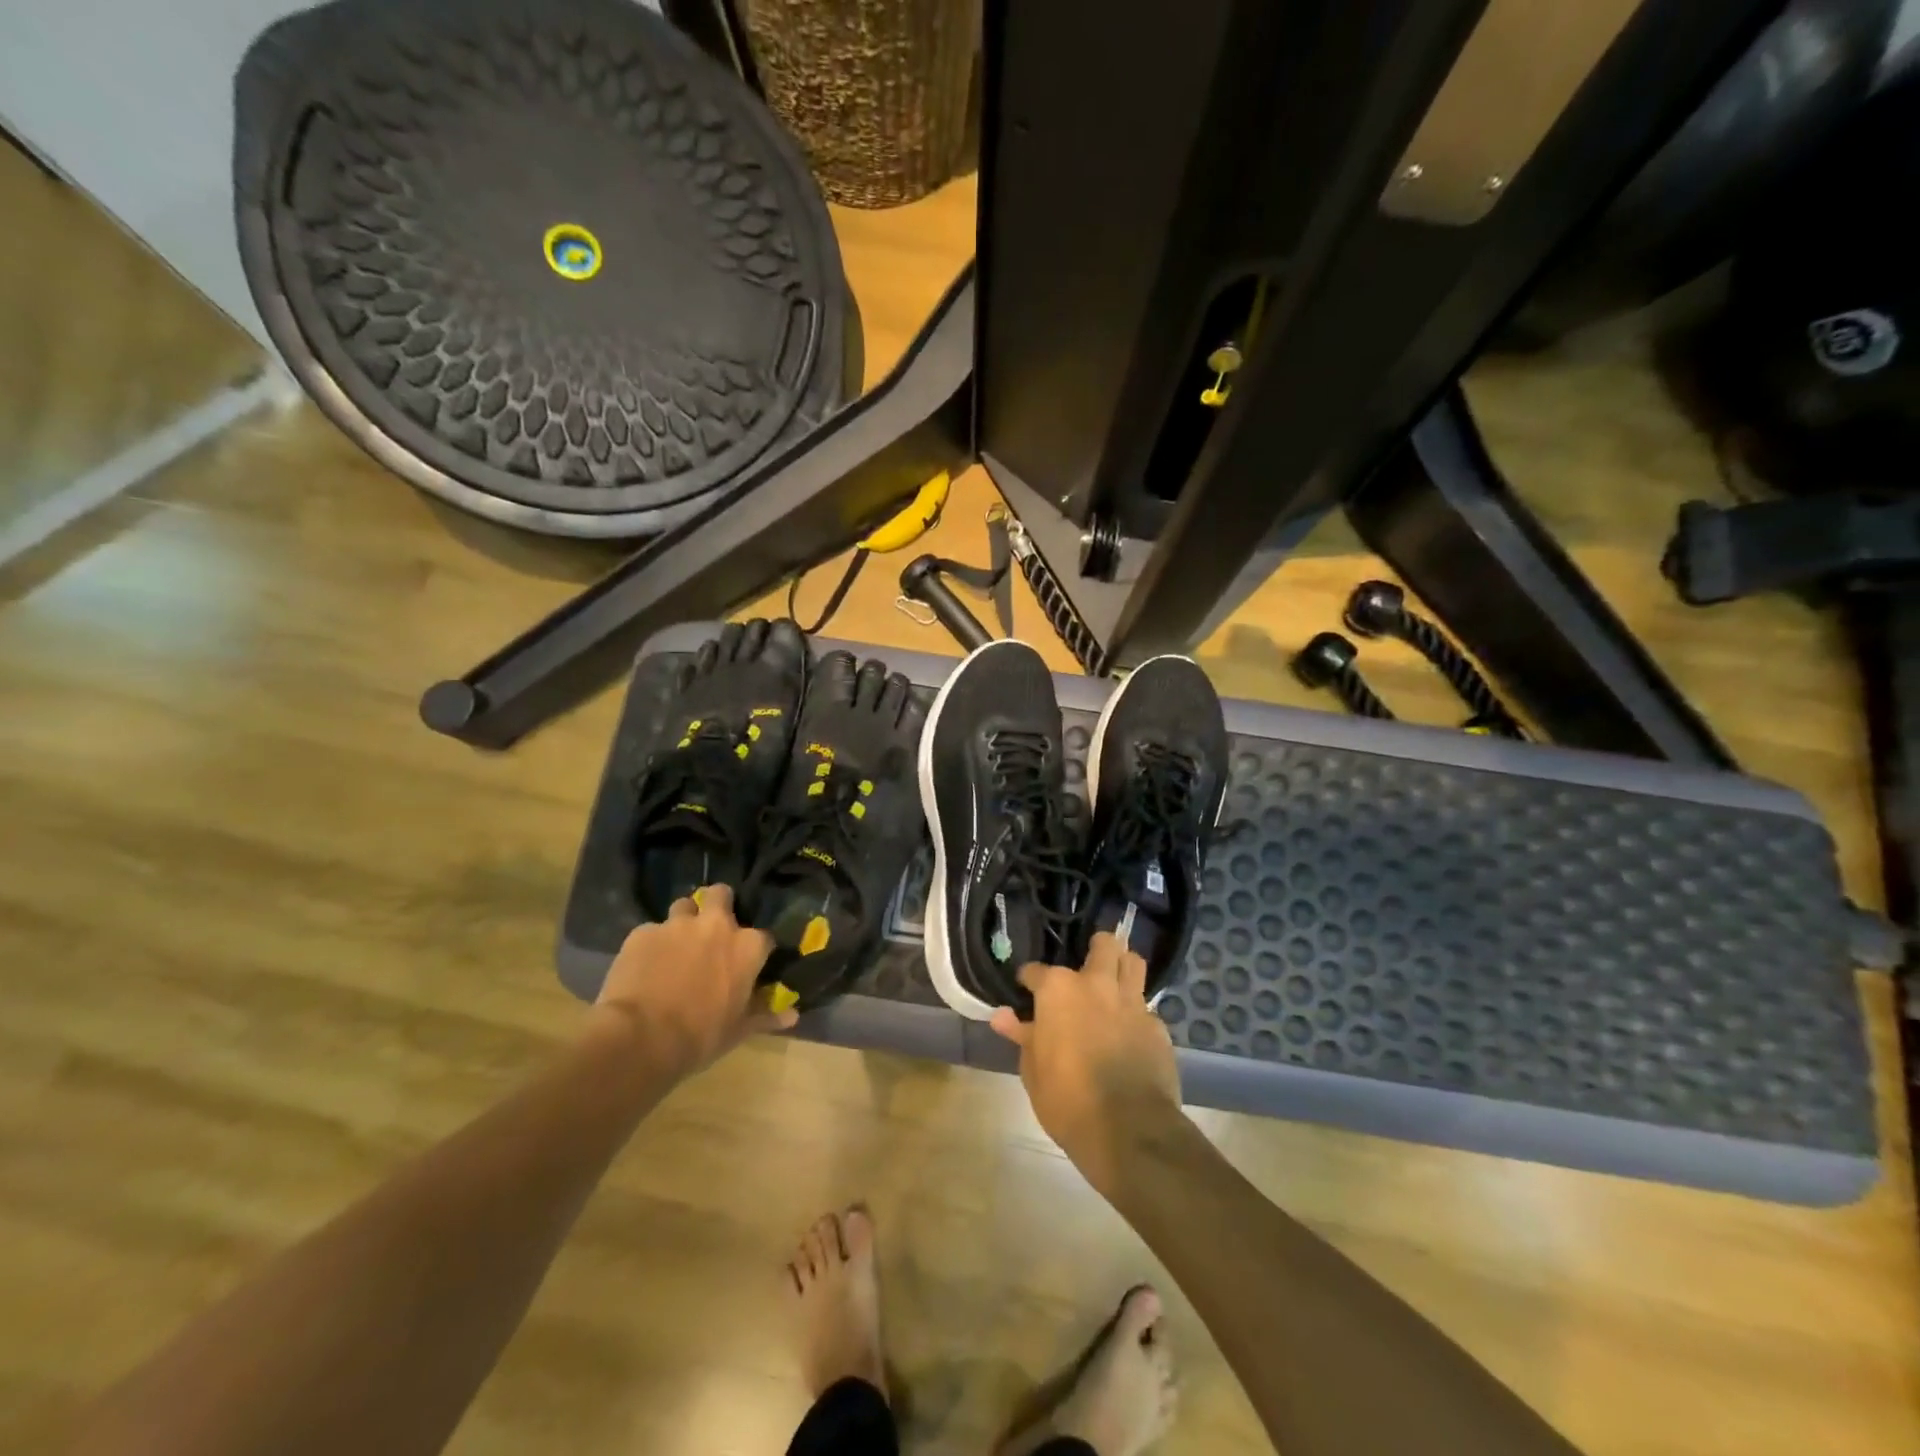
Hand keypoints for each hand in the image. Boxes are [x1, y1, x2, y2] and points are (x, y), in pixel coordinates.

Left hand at [594, 885, 794, 1077]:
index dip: (754, 950)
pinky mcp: (642, 932)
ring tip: (676, 944)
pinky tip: (644, 965)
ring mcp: (677, 925)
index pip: (763, 937)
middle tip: (711, 930)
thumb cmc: (700, 1036)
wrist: (640, 1038)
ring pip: (683, 906)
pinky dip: (651, 944)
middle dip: (718, 905)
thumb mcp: (738, 1030)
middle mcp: (716, 925)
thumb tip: (792, 1016)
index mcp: (747, 946)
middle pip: (721, 894)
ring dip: (683, 920)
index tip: (747, 963)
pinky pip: (650, 931)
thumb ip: (766, 1015)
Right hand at [990, 933, 1184, 1194]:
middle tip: (1086, 967)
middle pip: (1103, 945)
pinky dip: (1136, 1012)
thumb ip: (1022, 1036)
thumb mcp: (1033, 1070)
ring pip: (1133, 962)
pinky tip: (1129, 1031)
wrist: (1127, 1129)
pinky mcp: (1157, 1026)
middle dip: (1095, 948)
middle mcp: (1097, 984)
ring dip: (1123, 966)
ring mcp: (1132, 1002)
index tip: (1025, 988)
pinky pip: (1146, 1006)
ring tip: (1113, 982)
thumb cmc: (1066, 1099)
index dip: (1028, 979)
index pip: (1036, 971)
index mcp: (1059, 990)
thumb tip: (1003, 1017)